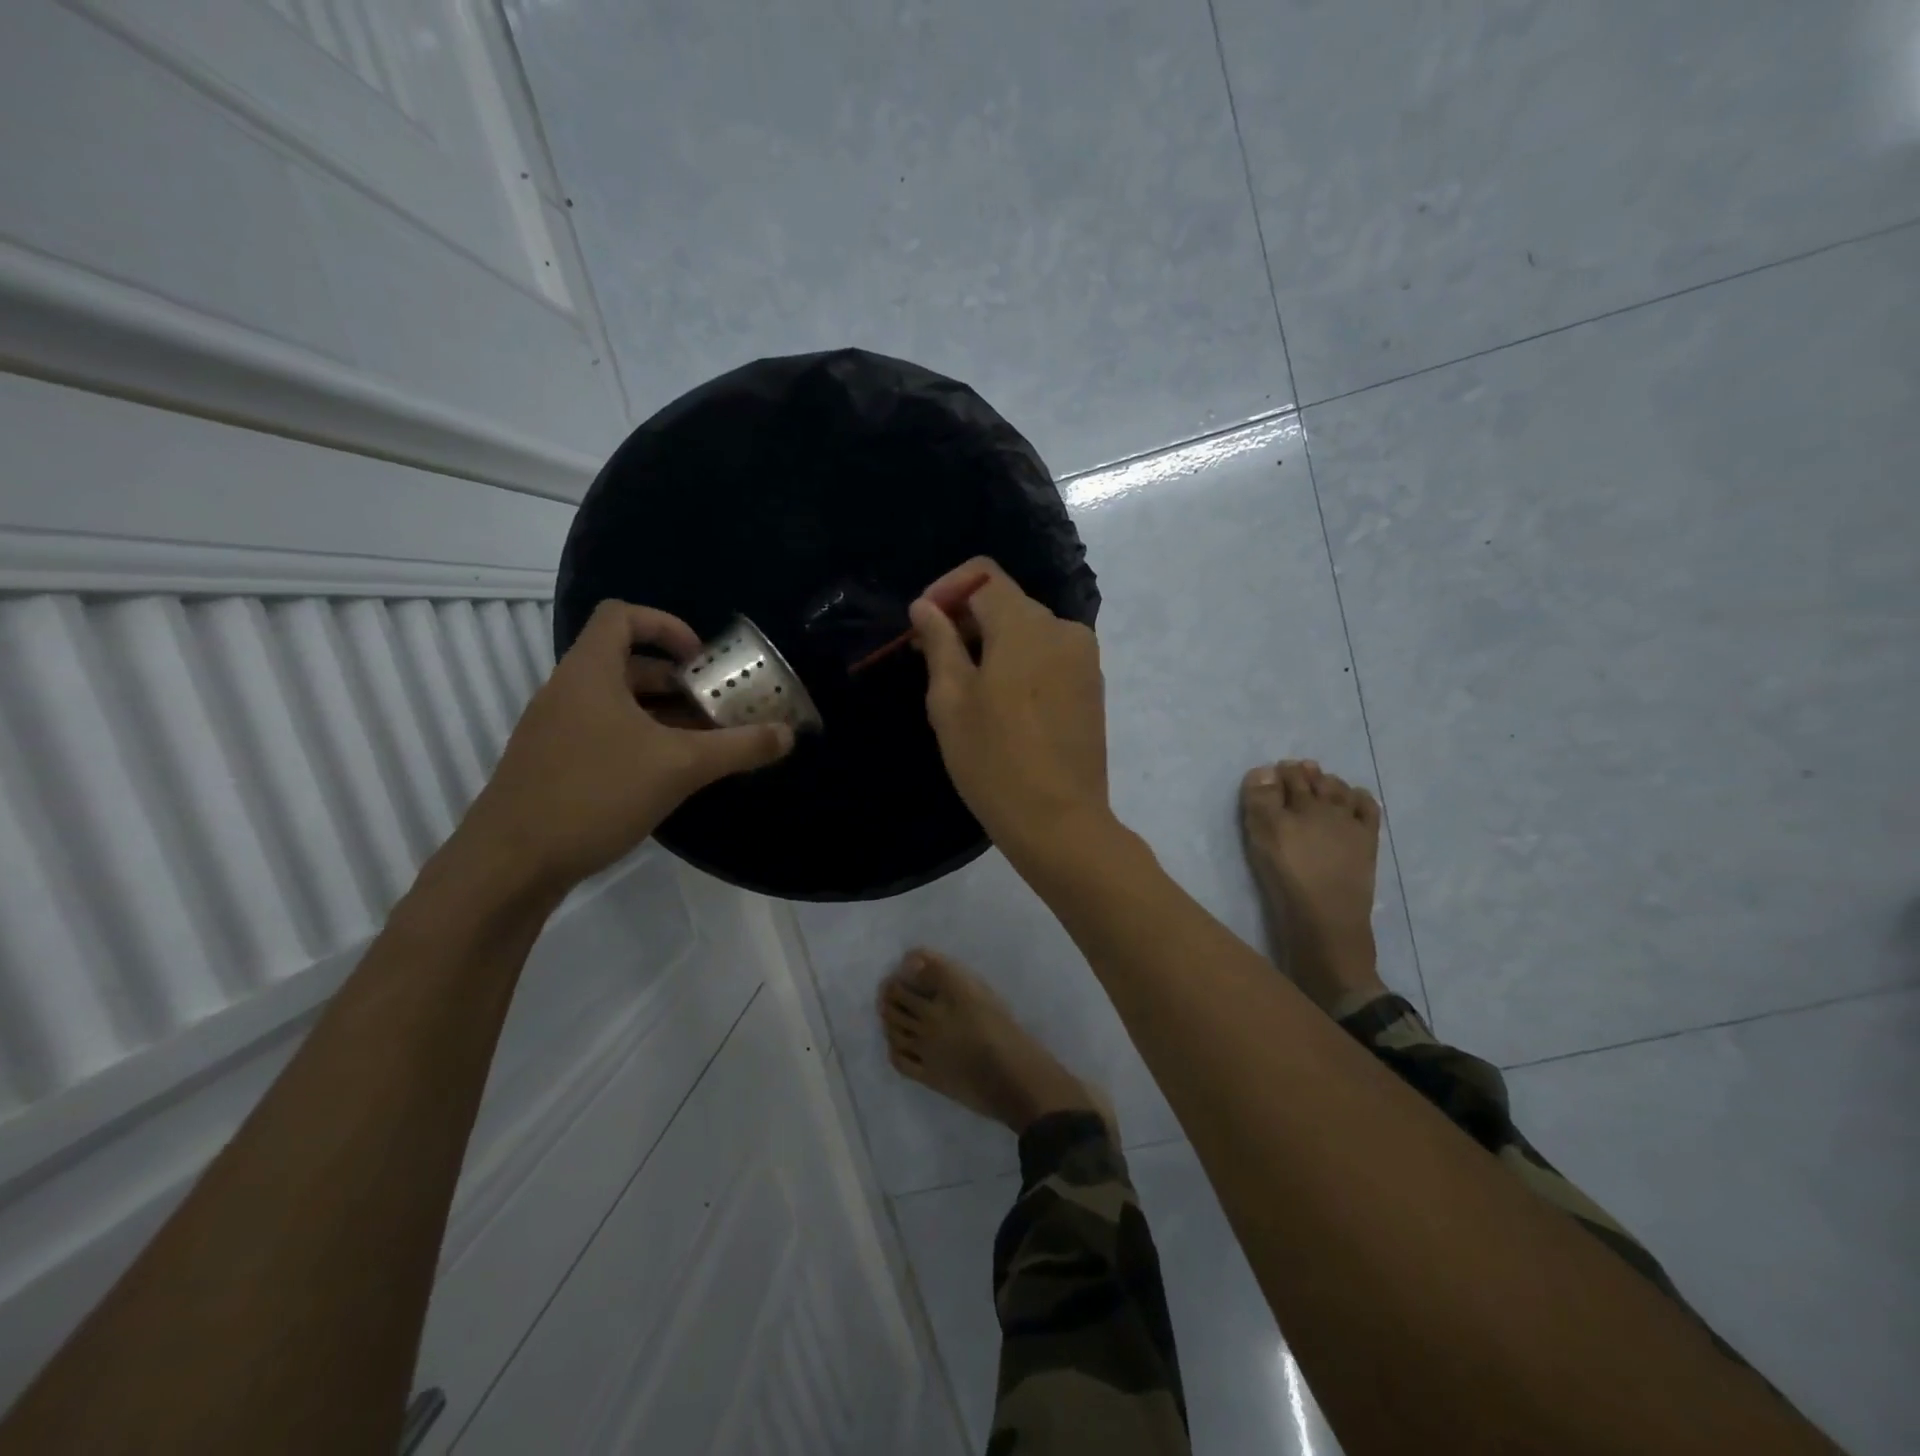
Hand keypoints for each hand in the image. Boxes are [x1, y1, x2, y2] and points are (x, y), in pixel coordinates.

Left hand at [458, 600, 793, 895]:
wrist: (509, 864)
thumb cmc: (594, 794)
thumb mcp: (679, 767)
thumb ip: (738, 747)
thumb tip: (787, 734)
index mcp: (590, 673)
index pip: (622, 616)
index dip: (666, 625)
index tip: (701, 660)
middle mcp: (569, 691)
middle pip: (628, 664)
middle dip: (679, 683)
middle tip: (717, 709)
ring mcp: (557, 730)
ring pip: (619, 704)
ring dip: (664, 716)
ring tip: (704, 744)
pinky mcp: (554, 764)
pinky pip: (606, 734)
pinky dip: (642, 741)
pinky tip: (669, 776)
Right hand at [910, 558, 1113, 865]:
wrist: (1059, 821)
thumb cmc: (994, 760)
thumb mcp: (951, 700)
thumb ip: (939, 642)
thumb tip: (927, 606)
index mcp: (1026, 624)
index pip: (983, 575)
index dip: (946, 590)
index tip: (923, 625)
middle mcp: (1063, 629)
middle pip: (1006, 603)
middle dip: (965, 620)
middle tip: (930, 659)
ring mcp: (1084, 659)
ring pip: (1027, 631)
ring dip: (991, 644)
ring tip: (963, 688)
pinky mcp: (1092, 687)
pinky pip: (1048, 657)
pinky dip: (1019, 664)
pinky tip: (1001, 705)